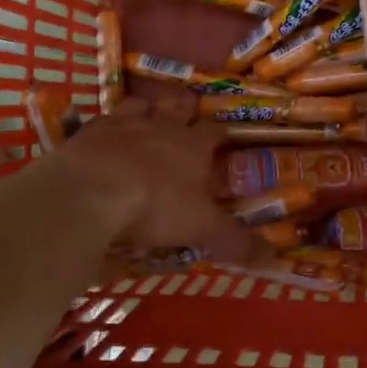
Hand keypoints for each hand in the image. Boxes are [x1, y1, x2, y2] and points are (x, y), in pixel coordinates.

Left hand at [54, 98, 262, 266]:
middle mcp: (160, 127)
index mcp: (192, 146)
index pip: (214, 131)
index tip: (224, 138)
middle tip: (186, 111)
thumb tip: (278, 263)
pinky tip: (103, 136)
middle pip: (178, 105)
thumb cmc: (156, 206)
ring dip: (146, 107)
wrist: (90, 193)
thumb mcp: (202, 229)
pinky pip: (101, 120)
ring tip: (147, 114)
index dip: (221, 133)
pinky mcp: (88, 133)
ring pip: (140, 104)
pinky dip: (106, 125)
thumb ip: (237, 244)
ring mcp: (122, 125)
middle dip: (185, 106)